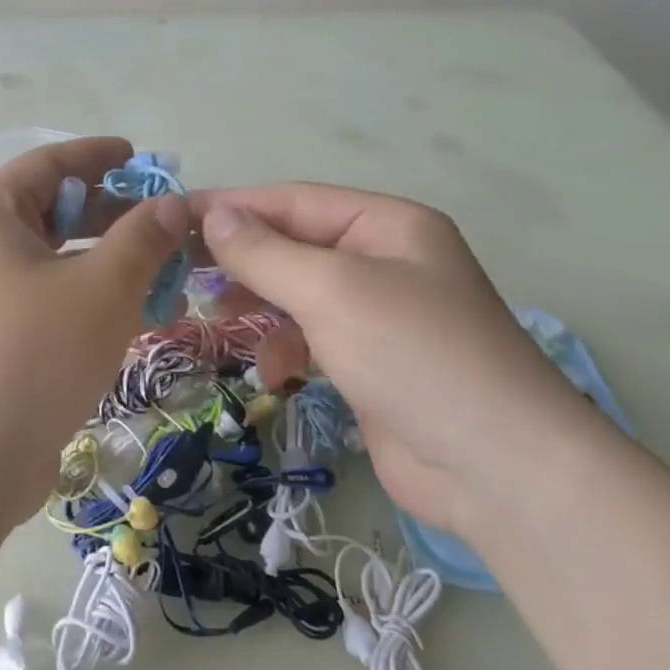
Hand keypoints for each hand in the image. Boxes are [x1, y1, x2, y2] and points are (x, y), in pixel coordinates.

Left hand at [0, 138, 187, 525]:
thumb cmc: (32, 355)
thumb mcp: (101, 288)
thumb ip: (143, 238)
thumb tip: (173, 204)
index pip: (48, 163)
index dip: (99, 156)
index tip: (142, 157)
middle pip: (50, 213)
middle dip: (112, 216)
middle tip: (164, 224)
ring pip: (52, 263)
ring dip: (106, 264)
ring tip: (163, 274)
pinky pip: (45, 304)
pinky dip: (87, 302)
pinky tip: (134, 319)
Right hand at [192, 184, 602, 540]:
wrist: (496, 468)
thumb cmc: (413, 354)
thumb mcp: (331, 290)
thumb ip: (265, 251)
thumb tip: (212, 215)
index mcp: (386, 225)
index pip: (293, 201)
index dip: (231, 207)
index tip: (172, 219)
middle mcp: (384, 261)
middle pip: (294, 246)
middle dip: (242, 261)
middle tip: (184, 275)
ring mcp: (379, 315)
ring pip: (297, 293)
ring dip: (258, 305)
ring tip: (218, 320)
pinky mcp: (371, 362)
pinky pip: (312, 337)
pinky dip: (285, 348)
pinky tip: (274, 371)